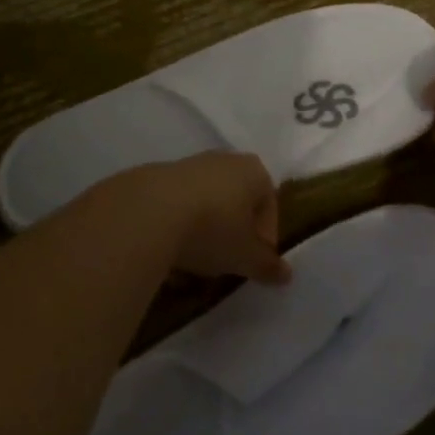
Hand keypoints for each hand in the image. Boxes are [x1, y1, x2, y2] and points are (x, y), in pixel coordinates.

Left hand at [124, 152, 287, 283]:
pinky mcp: (157, 175)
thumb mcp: (245, 256)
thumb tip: (286, 275)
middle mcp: (224, 160)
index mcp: (254, 171)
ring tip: (194, 263)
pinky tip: (168, 253)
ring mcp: (189, 164)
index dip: (264, 237)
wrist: (147, 212)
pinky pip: (176, 205)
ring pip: (206, 203)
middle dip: (233, 232)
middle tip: (226, 262)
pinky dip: (177, 227)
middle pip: (237, 201)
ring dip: (204, 231)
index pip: (269, 204)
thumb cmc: (212, 229)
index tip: (252, 263)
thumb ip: (267, 266)